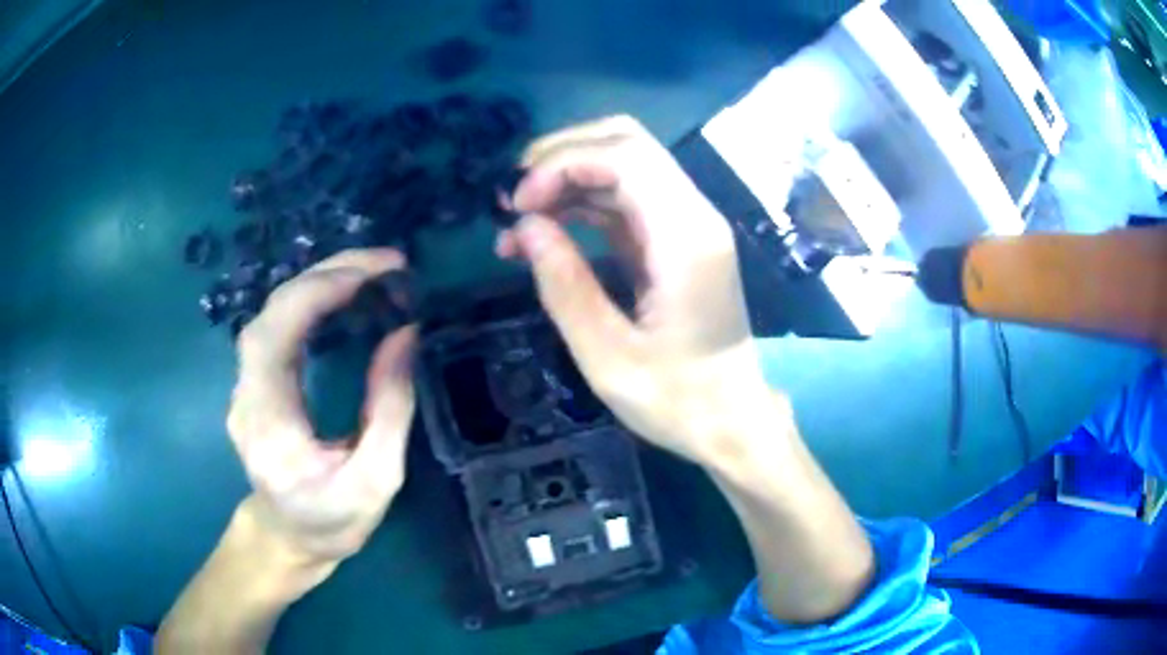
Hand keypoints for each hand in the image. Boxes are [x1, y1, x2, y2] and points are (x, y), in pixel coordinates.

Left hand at [227, 249, 416, 563]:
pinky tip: (342, 296)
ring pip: (272, 313)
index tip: (377, 273)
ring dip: (319, 282)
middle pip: (271, 312)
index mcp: (268, 424)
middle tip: (385, 262)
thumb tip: (406, 334)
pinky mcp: (255, 381)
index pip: (277, 335)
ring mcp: (245, 386)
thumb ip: (389, 409)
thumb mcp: (375, 480)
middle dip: (326, 274)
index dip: (319, 292)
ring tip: (370, 272)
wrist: (286, 538)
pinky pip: (278, 326)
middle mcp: (246, 395)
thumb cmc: (330, 521)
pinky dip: (311, 300)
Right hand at [496, 115, 785, 464]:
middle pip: (627, 142)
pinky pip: (625, 199)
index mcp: (686, 239)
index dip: (563, 164)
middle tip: (512, 199)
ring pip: (624, 164)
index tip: (517, 206)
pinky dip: (581, 204)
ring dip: (566, 179)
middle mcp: (694, 216)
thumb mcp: (607, 357)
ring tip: (516, 220)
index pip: (626, 156)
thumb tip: (524, 227)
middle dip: (561, 156)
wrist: (732, 420)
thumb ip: (564, 286)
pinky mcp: (676, 239)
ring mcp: (688, 224)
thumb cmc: (677, 401)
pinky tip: (544, 233)